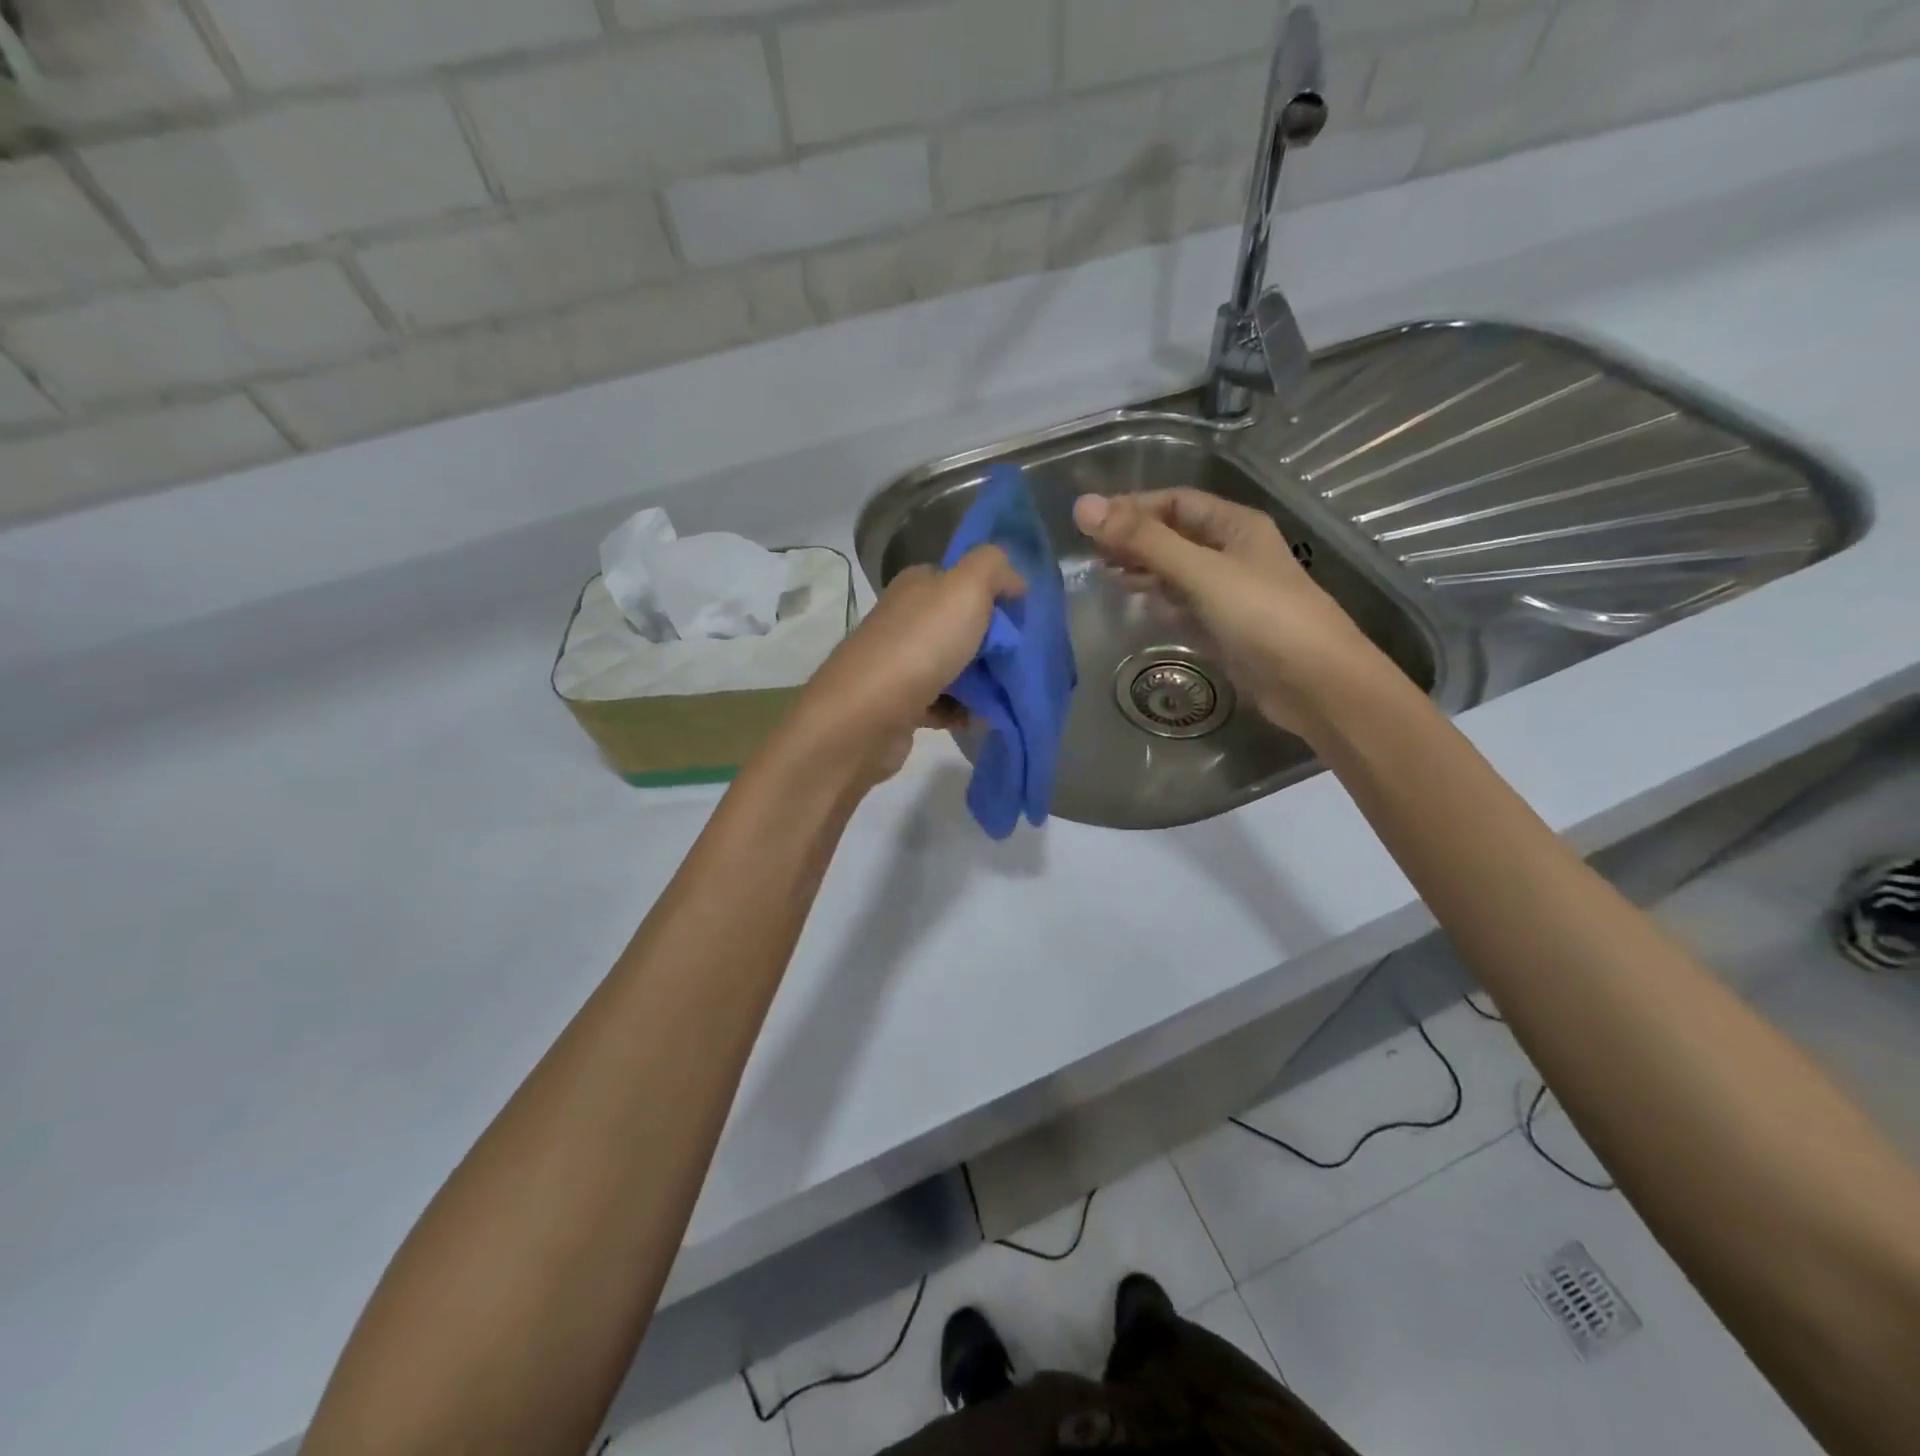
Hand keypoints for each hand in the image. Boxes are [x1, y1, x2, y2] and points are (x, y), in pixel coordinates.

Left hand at [784, 546, 1025, 786]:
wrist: (865, 717)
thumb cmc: (920, 647)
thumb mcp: (966, 588)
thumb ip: (994, 567)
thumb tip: (1014, 580)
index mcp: (917, 586)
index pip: (962, 580)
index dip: (995, 596)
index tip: (1023, 621)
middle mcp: (904, 619)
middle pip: (960, 626)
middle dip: (993, 644)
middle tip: (1019, 661)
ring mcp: (898, 663)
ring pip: (953, 666)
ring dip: (981, 682)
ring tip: (1006, 694)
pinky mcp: (899, 703)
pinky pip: (942, 702)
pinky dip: (962, 711)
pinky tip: (979, 718)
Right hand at [1072, 489, 1387, 738]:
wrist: (1315, 683)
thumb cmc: (1262, 616)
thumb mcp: (1201, 571)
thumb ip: (1143, 541)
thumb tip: (1082, 506)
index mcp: (1235, 525)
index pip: (1175, 502)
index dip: (1133, 507)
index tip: (1090, 523)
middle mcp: (1232, 553)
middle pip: (1174, 536)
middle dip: (1134, 540)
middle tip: (1090, 554)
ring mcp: (1229, 593)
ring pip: (1177, 572)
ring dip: (1144, 571)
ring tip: (1104, 577)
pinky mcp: (1224, 628)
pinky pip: (1184, 606)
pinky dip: (1160, 603)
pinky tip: (1138, 607)